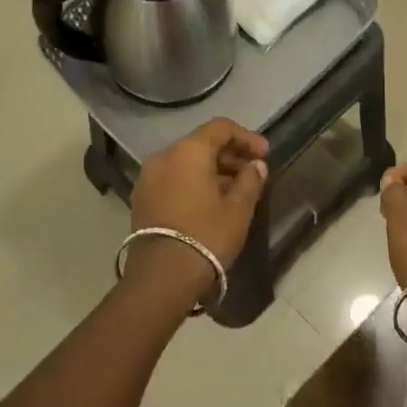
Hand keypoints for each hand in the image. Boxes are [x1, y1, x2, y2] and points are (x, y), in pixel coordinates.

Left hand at [126, 119, 269, 302]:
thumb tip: (256, 165)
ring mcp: (148, 178)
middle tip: (253, 173)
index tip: (265, 155)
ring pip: (186, 163)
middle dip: (230, 155)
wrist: (162, 278)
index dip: (246, 138)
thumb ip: (250, 180)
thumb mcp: (238, 209)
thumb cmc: (206, 236)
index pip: (221, 128)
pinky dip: (193, 182)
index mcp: (188, 151)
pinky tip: (211, 202)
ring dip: (212, 170)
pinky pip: (173, 179)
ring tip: (235, 190)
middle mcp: (164, 156)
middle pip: (202, 144)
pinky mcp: (142, 199)